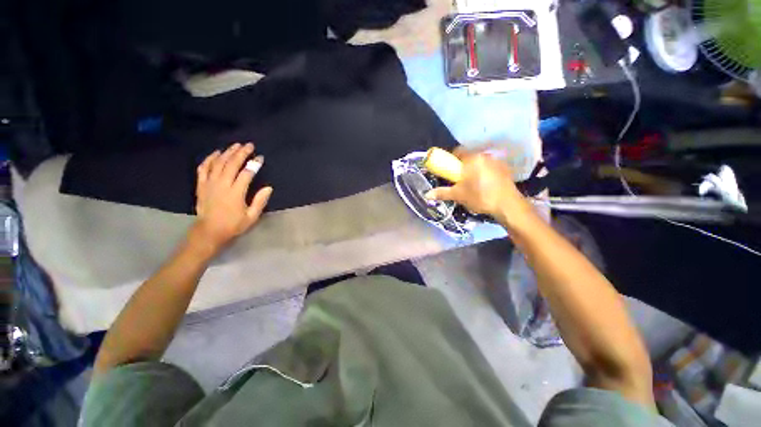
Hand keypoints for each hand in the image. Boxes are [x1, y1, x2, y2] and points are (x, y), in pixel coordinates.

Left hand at [192, 143, 272, 251]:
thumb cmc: (233, 224)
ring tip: (236, 145)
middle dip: (241, 153)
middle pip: (231, 164)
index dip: (254, 164)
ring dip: (227, 153)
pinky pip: (203, 168)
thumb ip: (260, 201)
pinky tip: (216, 153)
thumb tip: (269, 188)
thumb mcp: (251, 217)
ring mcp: (209, 183)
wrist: (209, 231)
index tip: (260, 157)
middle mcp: (222, 185)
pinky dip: (209, 159)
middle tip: (249, 145)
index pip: (246, 173)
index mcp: (235, 193)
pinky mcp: (201, 185)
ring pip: (218, 163)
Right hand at [425, 149, 531, 226]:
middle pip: (470, 157)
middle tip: (460, 179)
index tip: (450, 169)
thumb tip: (426, 195)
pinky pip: (490, 167)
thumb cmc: (479, 196)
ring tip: (473, 183)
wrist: (507, 205)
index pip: (458, 151)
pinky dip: (486, 172)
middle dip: (463, 166)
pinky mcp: (505, 169)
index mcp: (472, 159)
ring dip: (475, 169)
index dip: (452, 159)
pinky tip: (486, 185)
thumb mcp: (458, 195)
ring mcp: (497, 161)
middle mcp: (485, 156)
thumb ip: (442, 193)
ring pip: (481, 162)